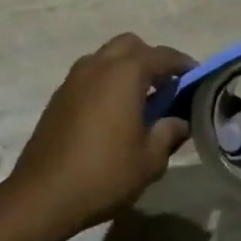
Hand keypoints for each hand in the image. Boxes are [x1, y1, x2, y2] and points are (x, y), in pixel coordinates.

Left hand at [2, 33, 193, 240]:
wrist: (43, 195)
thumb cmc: (104, 174)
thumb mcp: (149, 159)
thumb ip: (169, 132)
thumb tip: (180, 121)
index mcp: (125, 74)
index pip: (162, 56)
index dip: (183, 64)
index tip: (197, 78)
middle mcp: (98, 65)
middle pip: (130, 45)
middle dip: (151, 59)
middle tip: (166, 87)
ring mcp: (74, 78)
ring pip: (106, 57)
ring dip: (126, 69)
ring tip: (140, 100)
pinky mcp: (59, 96)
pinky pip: (90, 75)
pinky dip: (106, 82)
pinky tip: (113, 113)